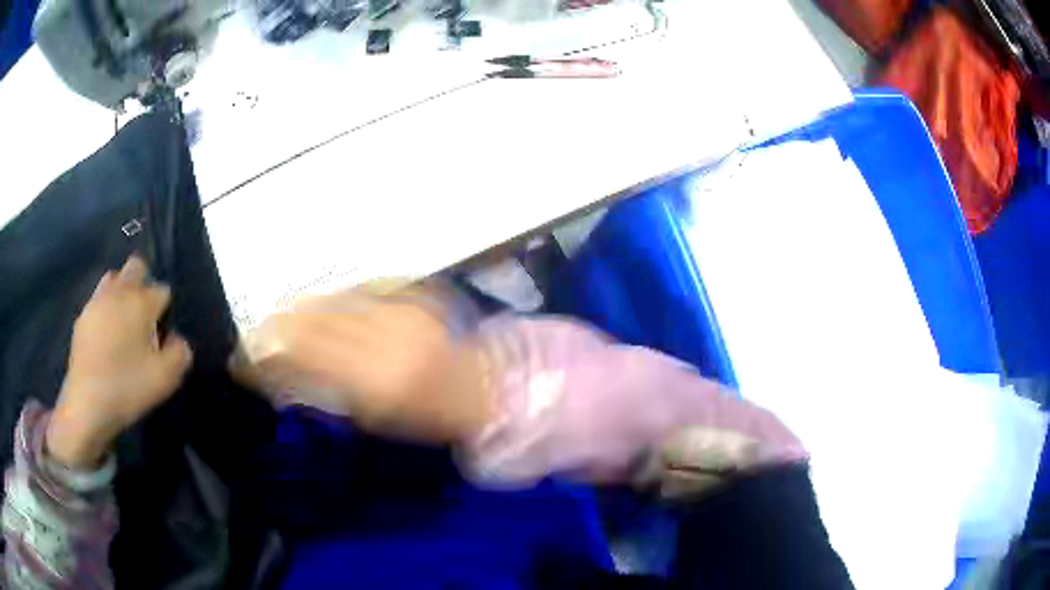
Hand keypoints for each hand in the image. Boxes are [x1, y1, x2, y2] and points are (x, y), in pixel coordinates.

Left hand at [47, 256, 192, 467]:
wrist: (87, 403)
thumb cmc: (128, 388)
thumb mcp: (165, 379)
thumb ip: (179, 354)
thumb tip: (177, 339)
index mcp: (141, 303)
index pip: (162, 290)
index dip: (165, 309)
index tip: (162, 332)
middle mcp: (119, 293)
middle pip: (135, 268)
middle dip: (143, 283)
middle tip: (144, 316)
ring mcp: (97, 302)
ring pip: (114, 279)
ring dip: (122, 291)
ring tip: (123, 321)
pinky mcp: (83, 318)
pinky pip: (98, 300)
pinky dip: (105, 309)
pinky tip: (105, 335)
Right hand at [240, 286, 490, 442]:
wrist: (481, 387)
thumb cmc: (427, 417)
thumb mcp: (373, 417)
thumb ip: (325, 391)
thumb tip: (281, 374)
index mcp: (373, 382)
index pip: (300, 360)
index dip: (263, 357)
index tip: (240, 360)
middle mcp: (381, 338)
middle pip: (308, 321)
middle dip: (271, 328)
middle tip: (252, 338)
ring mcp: (398, 308)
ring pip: (328, 297)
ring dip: (297, 309)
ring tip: (278, 319)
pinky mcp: (411, 291)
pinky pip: (357, 286)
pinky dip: (331, 296)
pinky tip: (319, 305)